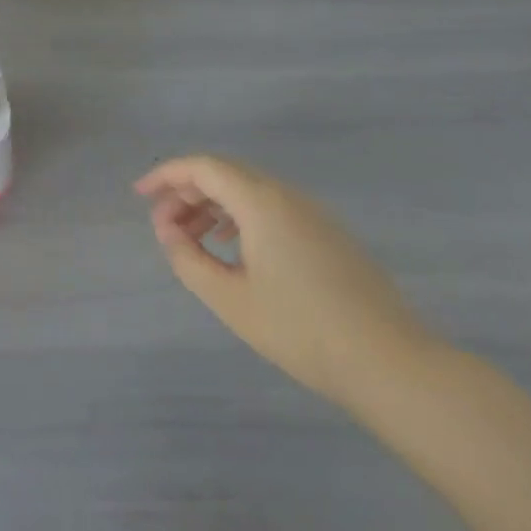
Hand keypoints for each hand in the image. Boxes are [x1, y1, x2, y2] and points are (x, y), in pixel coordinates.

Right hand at [137, 155, 436, 408]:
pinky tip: (233, 250)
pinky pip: (272, 207)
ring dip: (214, 205)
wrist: (389, 363)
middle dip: (187, 192)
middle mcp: (287, 195)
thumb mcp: (230, 299)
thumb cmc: (300, 329)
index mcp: (261, 201)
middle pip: (226, 174)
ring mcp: (313, 213)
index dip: (167, 175)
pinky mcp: (329, 234)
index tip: (140, 195)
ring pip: (249, 190)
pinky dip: (241, 217)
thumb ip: (188, 259)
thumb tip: (169, 232)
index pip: (204, 167)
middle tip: (163, 224)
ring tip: (192, 238)